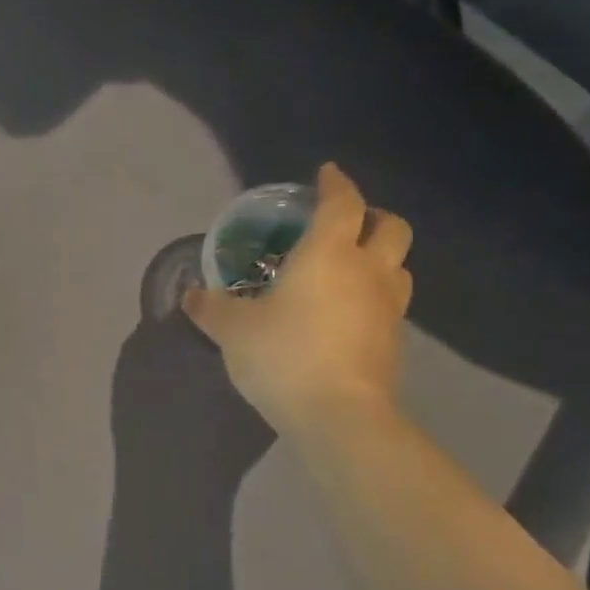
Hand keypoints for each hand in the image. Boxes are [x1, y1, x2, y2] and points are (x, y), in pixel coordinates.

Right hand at [183, 163, 412, 434]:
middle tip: (347, 224)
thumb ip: (210, 308)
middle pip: (391, 227)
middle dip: (372, 217)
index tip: (326, 174)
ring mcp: (389, 307)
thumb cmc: (283, 355)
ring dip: (380, 258)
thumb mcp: (233, 330)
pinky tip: (349, 314)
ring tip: (351, 270)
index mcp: (329, 253)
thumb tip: (189, 296)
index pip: (342, 203)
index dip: (336, 183)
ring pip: (399, 266)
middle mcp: (368, 271)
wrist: (339, 415)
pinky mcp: (395, 342)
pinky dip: (375, 297)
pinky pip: (391, 304)